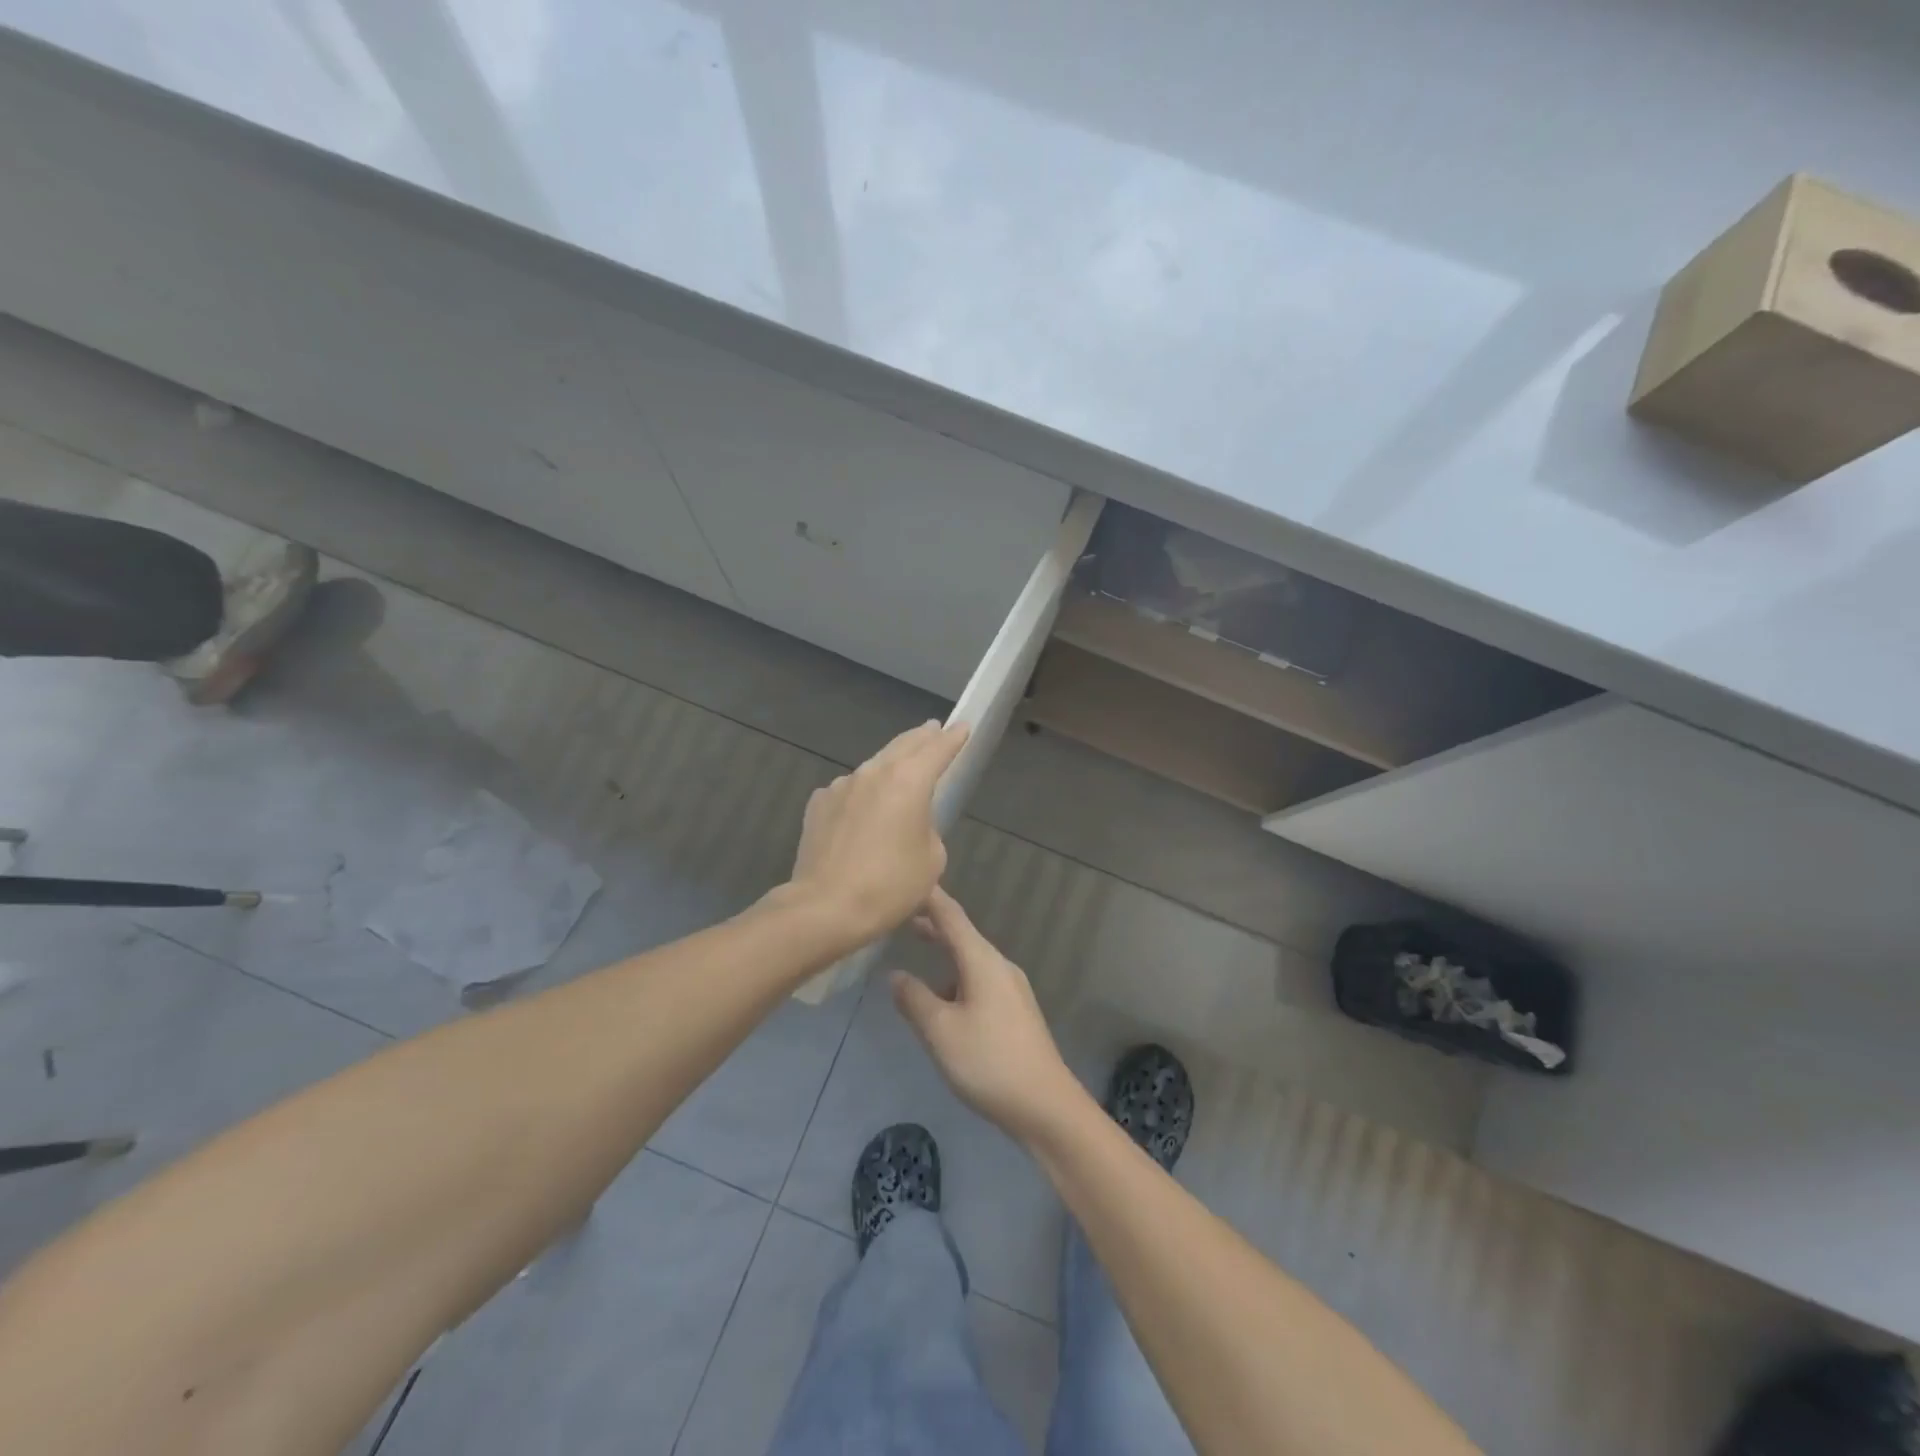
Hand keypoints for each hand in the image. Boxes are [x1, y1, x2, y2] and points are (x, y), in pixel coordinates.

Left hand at [786, 720, 968, 945]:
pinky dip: (861, 793)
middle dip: (921, 738)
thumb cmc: (890, 886)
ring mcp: (841, 786)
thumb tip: (909, 821)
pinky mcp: (818, 804)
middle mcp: (874, 773)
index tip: (962, 727)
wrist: (826, 907)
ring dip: (889, 765)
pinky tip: (862, 810)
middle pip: (903, 746)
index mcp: (909, 781)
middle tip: (933, 730)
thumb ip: (927, 828)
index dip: (953, 738)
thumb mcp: (931, 859)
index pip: (937, 749)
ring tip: (900, 769)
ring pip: (873, 767)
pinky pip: (848, 791)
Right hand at [891, 888, 1082, 1142]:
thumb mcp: (940, 1031)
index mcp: (982, 961)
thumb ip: (915, 999)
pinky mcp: (1015, 1011)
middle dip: (934, 925)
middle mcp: (999, 966)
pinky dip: (956, 978)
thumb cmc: (989, 1062)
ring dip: (945, 955)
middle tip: (904, 914)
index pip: (951, 916)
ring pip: (971, 961)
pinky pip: (979, 981)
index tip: (909, 879)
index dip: (929, 898)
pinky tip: (943, 1002)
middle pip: (962, 935)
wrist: (1045, 1105)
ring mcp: (1011, 989)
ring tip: (917, 957)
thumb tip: (896, 975)